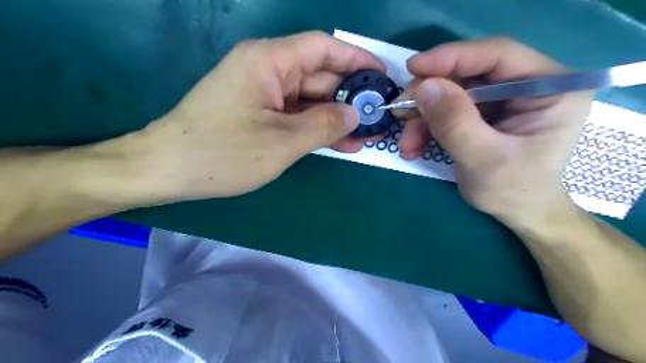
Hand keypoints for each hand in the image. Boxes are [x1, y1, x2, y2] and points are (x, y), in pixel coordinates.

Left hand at [130, 32, 381, 201]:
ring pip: (310, 100)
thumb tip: (354, 115)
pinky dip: (317, 128)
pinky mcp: (260, 114)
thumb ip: (323, 125)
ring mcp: (263, 94)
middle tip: (379, 117)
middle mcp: (267, 70)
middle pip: (319, 76)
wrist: (168, 170)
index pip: (323, 48)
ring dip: (336, 118)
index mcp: (269, 61)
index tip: (382, 77)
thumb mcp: (281, 142)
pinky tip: (342, 143)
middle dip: (349, 97)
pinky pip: (296, 116)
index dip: (356, 60)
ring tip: (366, 135)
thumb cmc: (222, 153)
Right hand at [399, 37, 594, 223]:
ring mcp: (503, 100)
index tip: (413, 68)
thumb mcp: (484, 160)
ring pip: (451, 94)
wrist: (519, 214)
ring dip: (422, 117)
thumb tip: (424, 87)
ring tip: (406, 144)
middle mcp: (527, 85)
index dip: (452, 57)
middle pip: (468, 74)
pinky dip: (426, 127)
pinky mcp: (484, 114)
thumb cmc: (514, 191)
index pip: (498, 55)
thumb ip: (456, 123)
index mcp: (549, 87)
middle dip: (429, 95)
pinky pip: (447, 110)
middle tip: (400, 112)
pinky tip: (414, 147)